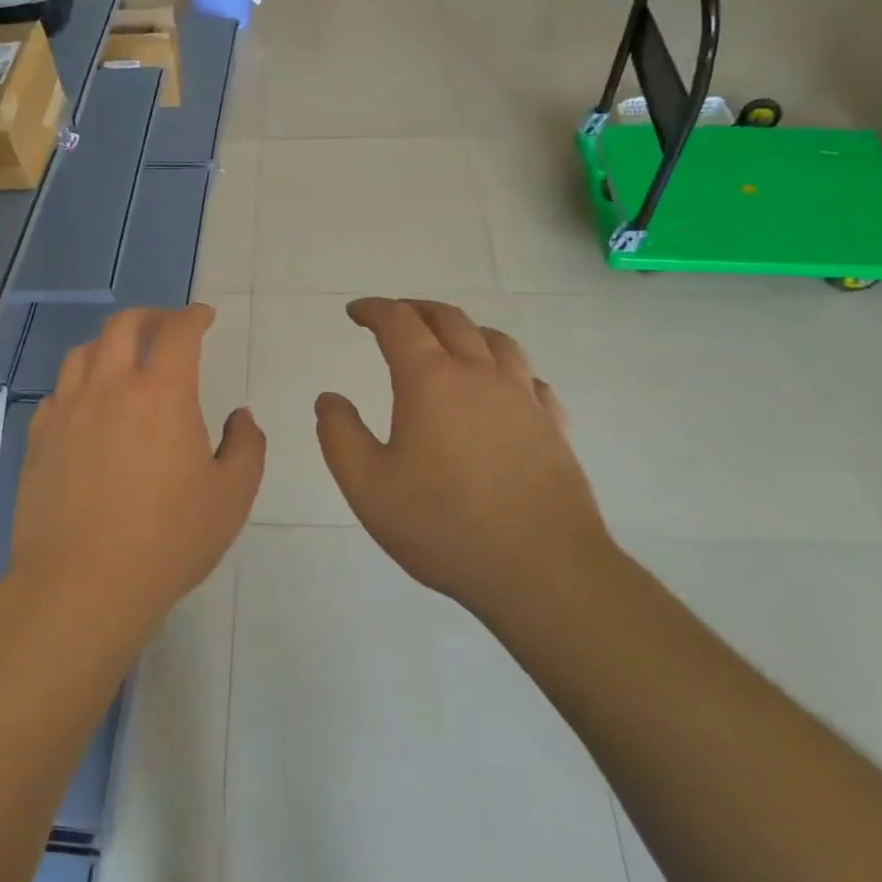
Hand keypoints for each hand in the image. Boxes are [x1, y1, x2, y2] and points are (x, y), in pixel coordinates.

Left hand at [10, 305, 264, 634]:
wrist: (82, 584)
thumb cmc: (167, 540)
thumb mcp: (231, 496)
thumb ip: (246, 446)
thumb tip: (240, 417)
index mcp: (161, 393)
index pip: (178, 331)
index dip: (194, 316)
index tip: (204, 317)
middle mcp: (110, 387)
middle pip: (124, 326)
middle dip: (151, 317)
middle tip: (167, 328)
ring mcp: (67, 410)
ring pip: (83, 352)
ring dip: (110, 344)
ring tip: (124, 360)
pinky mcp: (39, 437)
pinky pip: (58, 391)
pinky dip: (79, 383)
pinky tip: (88, 406)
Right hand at [315, 299, 610, 625]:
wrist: (542, 571)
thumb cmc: (444, 526)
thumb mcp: (368, 487)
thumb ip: (339, 435)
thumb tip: (329, 399)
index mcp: (431, 381)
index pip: (399, 323)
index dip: (374, 310)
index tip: (356, 312)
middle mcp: (480, 375)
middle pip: (449, 319)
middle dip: (416, 310)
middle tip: (394, 316)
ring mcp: (523, 398)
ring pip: (495, 340)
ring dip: (464, 330)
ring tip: (448, 341)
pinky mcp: (552, 426)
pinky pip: (528, 378)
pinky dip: (506, 368)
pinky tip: (502, 388)